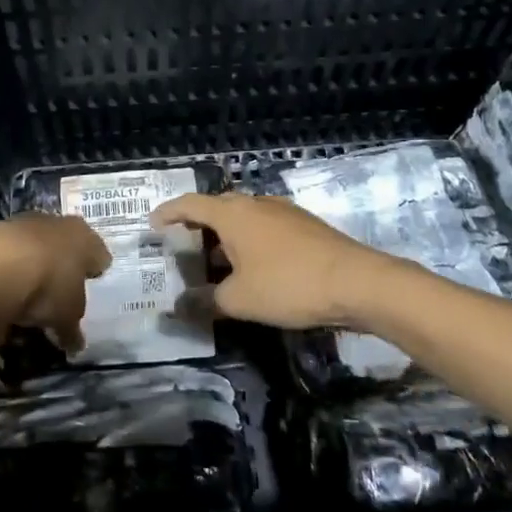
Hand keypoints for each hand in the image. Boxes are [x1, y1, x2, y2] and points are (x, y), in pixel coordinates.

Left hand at [0, 214, 109, 349]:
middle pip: (64, 243)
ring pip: (32, 244)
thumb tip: (75, 344)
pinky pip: (3, 253)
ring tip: (26, 292)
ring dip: (31, 262)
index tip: (92, 283)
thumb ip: (72, 328)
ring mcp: (19, 223)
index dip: (95, 269)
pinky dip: (3, 267)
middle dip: (62, 263)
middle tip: (60, 287)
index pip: (98, 253)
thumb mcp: (66, 317)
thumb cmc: (46, 288)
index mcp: (83, 238)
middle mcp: (55, 223)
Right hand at [149, 193, 388, 329]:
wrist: (358, 282)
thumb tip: (179, 307)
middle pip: (218, 208)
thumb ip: (206, 301)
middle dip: (198, 226)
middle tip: (184, 247)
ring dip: (226, 236)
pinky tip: (253, 268)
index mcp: (233, 214)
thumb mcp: (239, 300)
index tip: (153, 223)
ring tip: (217, 263)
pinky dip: (250, 242)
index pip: (190, 204)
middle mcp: (257, 203)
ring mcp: (285, 212)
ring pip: (245, 218)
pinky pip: (265, 228)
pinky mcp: (306, 226)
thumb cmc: (288, 285)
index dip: (168, 213)